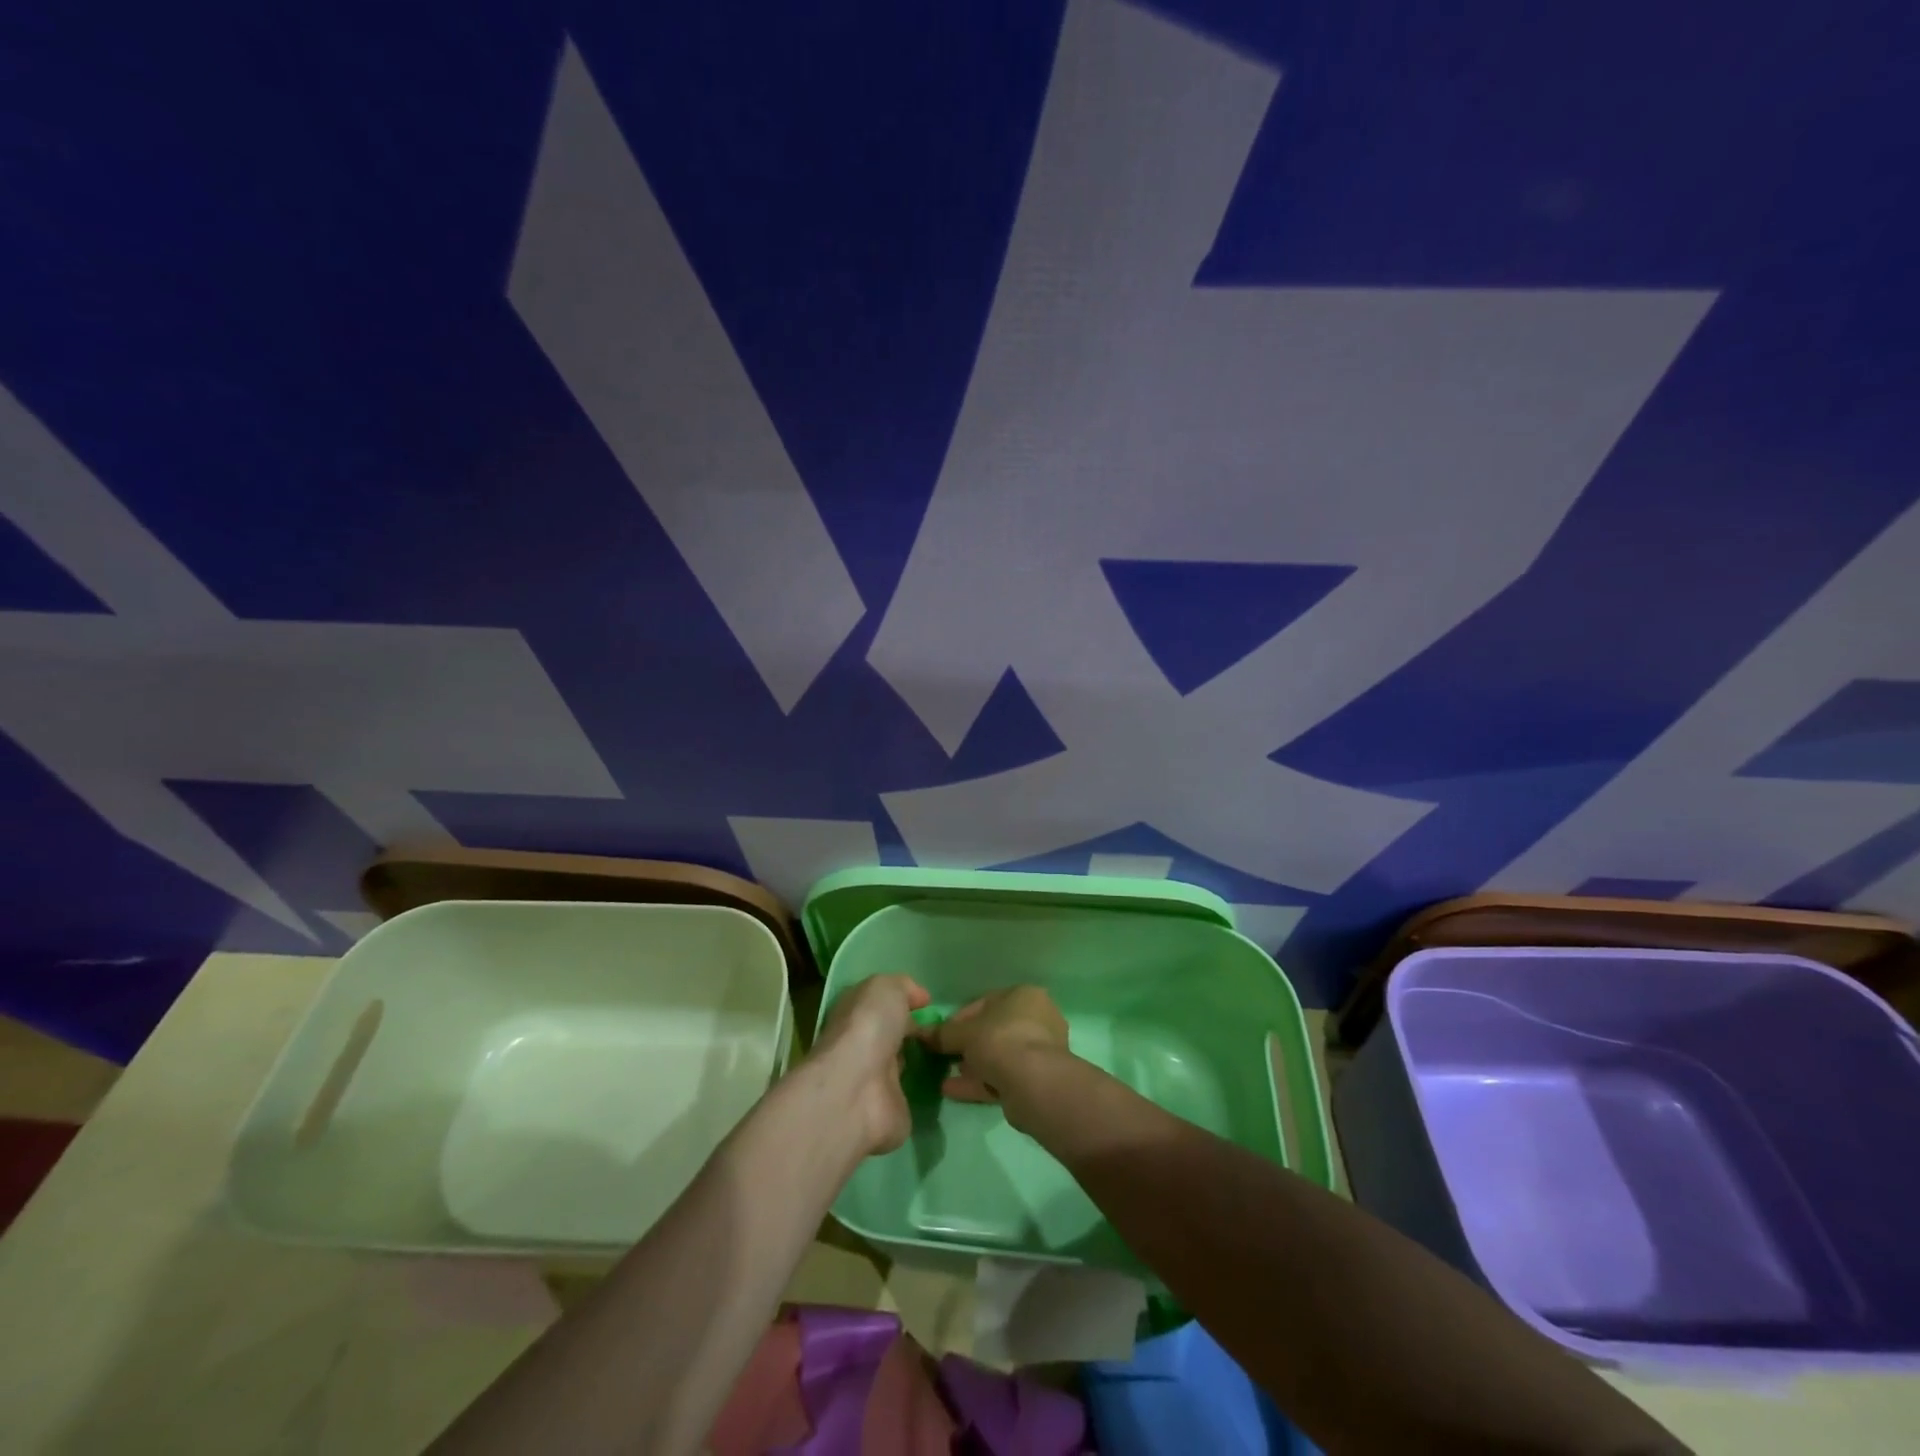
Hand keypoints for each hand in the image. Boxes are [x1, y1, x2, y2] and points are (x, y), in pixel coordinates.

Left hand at [812, 974, 929, 1155]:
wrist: (857, 1090)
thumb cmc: (869, 1028)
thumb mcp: (886, 988)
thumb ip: (903, 987)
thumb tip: (920, 998)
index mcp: (855, 1015)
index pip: (879, 1006)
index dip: (902, 1002)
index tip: (928, 1005)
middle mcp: (863, 1047)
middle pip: (890, 1036)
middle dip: (912, 1033)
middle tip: (943, 1031)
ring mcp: (875, 1082)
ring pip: (900, 1067)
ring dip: (920, 1062)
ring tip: (949, 1055)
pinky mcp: (890, 1111)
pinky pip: (912, 1096)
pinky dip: (926, 1091)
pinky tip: (946, 1083)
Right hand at [926, 986, 1071, 1128]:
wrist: (1033, 1083)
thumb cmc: (1000, 1040)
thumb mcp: (964, 1033)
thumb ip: (942, 1033)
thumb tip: (921, 1034)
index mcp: (1025, 996)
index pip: (985, 1002)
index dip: (959, 1018)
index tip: (942, 1034)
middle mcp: (1038, 1019)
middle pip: (993, 1031)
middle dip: (968, 1045)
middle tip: (946, 1056)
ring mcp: (1040, 1051)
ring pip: (999, 1056)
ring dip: (972, 1066)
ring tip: (946, 1076)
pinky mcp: (1037, 1079)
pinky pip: (1003, 1077)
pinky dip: (979, 1082)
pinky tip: (953, 1091)